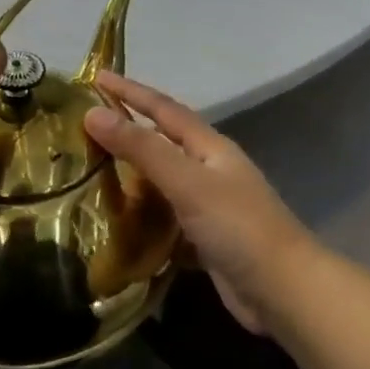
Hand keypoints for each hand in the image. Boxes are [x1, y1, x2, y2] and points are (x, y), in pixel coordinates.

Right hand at [84, 72, 315, 333]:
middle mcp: (209, 170)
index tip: (97, 76)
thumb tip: (93, 113)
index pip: (163, 109)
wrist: (284, 291)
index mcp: (209, 147)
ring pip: (161, 182)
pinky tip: (117, 223)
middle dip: (128, 132)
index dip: (130, 92)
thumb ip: (142, 149)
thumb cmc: (238, 226)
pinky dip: (141, 217)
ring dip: (131, 177)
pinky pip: (164, 219)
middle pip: (162, 143)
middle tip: (85, 127)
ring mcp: (208, 206)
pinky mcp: (204, 239)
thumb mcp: (187, 181)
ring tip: (90, 174)